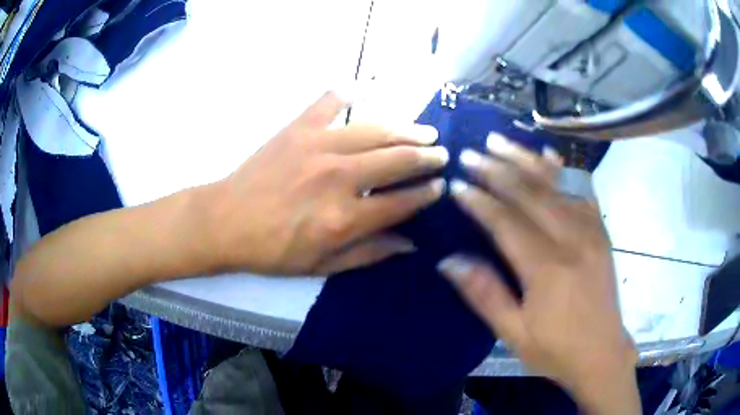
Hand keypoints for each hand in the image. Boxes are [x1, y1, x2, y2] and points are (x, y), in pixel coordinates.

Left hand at [207, 91, 447, 275]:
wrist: (225, 222)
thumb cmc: (272, 250)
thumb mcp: (322, 266)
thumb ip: (369, 253)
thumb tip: (411, 242)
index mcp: (344, 218)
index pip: (402, 201)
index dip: (426, 194)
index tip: (440, 186)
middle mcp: (338, 178)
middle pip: (396, 160)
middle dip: (426, 157)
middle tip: (441, 154)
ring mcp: (317, 146)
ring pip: (375, 130)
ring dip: (405, 130)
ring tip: (424, 131)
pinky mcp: (297, 129)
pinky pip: (328, 101)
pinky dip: (347, 92)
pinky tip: (365, 88)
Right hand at [436, 135, 639, 413]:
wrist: (603, 354)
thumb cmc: (556, 349)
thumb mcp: (514, 333)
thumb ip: (485, 294)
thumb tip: (449, 261)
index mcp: (547, 269)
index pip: (507, 222)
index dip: (480, 201)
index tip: (457, 184)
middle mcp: (572, 240)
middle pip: (530, 194)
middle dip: (497, 170)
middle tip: (471, 154)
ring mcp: (591, 232)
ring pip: (555, 185)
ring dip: (525, 160)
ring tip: (500, 142)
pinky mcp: (601, 233)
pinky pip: (583, 192)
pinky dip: (564, 171)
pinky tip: (549, 156)